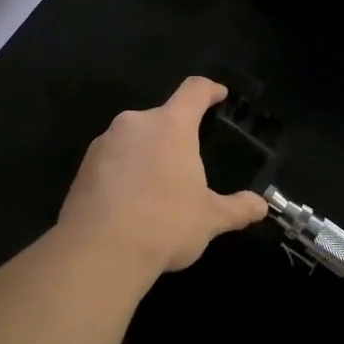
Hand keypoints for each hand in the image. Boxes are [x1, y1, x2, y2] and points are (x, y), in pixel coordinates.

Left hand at [56, 77, 267, 285]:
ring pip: (133, 139)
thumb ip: (237, 208)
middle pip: (161, 118)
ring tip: (157, 190)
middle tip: (187, 164)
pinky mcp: (82, 169)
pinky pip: (111, 161)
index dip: (209, 90)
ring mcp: (104, 144)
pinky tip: (131, 205)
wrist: (97, 253)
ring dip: (147, 154)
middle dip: (175, 135)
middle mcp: (135, 124)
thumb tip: (261, 207)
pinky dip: (124, 174)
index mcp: (171, 126)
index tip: (219, 95)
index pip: (194, 91)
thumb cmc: (165, 224)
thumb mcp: (210, 219)